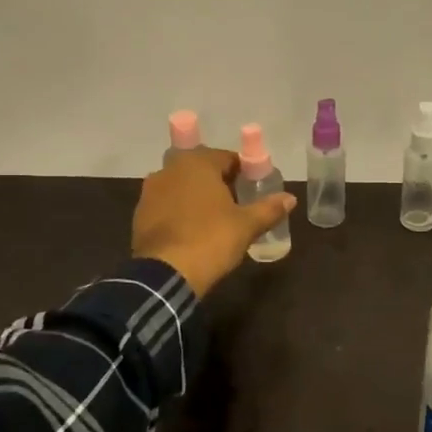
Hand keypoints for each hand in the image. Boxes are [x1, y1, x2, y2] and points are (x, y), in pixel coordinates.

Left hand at [132, 147, 293, 297]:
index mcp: (197, 163)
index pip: (226, 157)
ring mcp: (150, 191)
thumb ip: (269, 208)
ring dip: (197, 197)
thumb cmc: (211, 239)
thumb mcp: (247, 225)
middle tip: (236, 205)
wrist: (166, 273)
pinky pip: (167, 205)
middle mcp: (169, 169)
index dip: (243, 172)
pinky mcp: (140, 214)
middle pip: (201, 170)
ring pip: (182, 187)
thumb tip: (291, 198)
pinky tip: (191, 231)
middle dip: (219, 183)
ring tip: (214, 220)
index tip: (253, 190)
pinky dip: (180, 212)